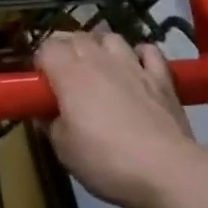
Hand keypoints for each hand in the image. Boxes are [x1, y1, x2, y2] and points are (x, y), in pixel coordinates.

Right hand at [38, 30, 198, 207]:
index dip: (41, 64)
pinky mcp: (161, 76)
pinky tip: (136, 68)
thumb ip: (50, 124)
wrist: (167, 170)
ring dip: (99, 47)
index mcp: (69, 73)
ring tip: (99, 68)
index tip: (42, 87)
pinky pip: (147, 51)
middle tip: (65, 79)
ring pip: (109, 37)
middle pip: (75, 37)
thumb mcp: (64, 150)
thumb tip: (46, 113)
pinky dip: (139, 55)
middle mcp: (99, 58)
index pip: (46, 48)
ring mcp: (132, 64)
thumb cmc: (106, 160)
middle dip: (66, 51)